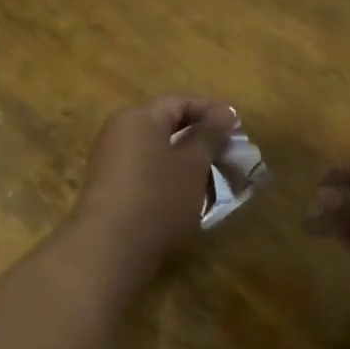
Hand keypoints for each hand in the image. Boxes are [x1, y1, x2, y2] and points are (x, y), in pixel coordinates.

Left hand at [74, 94, 236, 277]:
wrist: (111, 248)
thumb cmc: (158, 198)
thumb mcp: (193, 164)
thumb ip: (210, 134)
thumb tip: (225, 113)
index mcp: (139, 117)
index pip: (180, 100)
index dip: (212, 110)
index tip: (239, 128)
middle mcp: (120, 131)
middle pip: (166, 123)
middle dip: (201, 135)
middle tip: (229, 152)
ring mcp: (111, 159)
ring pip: (157, 148)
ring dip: (187, 158)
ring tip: (215, 174)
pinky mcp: (110, 186)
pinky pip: (146, 168)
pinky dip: (169, 174)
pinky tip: (188, 193)